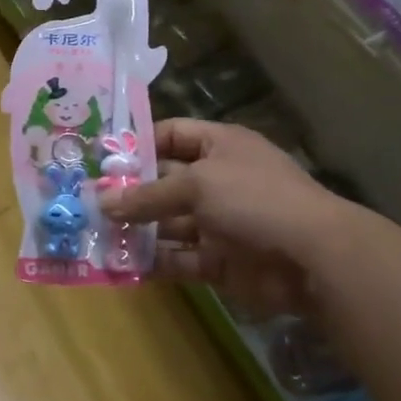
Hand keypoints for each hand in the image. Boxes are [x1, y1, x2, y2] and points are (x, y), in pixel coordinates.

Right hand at [99, 120, 349, 318]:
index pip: (172, 135)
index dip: (139, 144)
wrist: (313, 257)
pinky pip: (180, 257)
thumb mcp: (197, 185)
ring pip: (169, 223)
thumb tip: (102, 202)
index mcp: (219, 147)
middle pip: (165, 182)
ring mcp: (219, 222)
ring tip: (96, 236)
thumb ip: (147, 195)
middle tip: (87, 203)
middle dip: (130, 193)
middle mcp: (218, 181)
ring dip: (137, 230)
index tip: (102, 160)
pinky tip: (123, 264)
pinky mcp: (220, 259)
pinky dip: (155, 261)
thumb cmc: (254, 200)